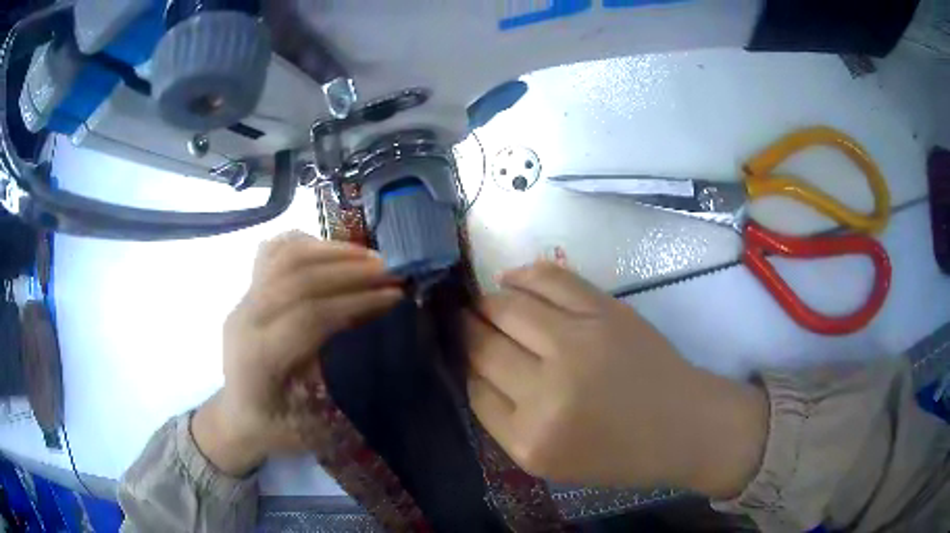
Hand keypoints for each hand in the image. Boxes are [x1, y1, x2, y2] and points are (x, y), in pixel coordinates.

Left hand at [192, 233, 402, 476]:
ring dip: (332, 251)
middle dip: (351, 271)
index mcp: (260, 357)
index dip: (355, 301)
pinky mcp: (247, 290)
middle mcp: (246, 319)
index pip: (309, 315)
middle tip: (391, 271)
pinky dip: (308, 245)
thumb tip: (376, 345)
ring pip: (285, 256)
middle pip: (298, 277)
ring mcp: (244, 299)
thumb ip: (338, 388)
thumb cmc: (273, 427)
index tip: (394, 296)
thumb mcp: (309, 428)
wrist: (236, 414)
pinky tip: (335, 253)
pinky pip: (274, 252)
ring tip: (371, 257)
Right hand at [466, 261, 766, 496]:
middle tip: (459, 320)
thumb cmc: (619, 453)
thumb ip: (505, 420)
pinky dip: (522, 275)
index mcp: (529, 441)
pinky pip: (548, 280)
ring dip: (486, 302)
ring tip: (482, 303)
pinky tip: (509, 278)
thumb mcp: (550, 461)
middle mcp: (546, 393)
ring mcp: (577, 345)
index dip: (464, 365)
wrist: (684, 426)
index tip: (460, 352)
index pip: (473, 389)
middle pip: (483, 346)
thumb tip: (474, 366)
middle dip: (465, 330)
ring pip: (506, 308)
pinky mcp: (604, 312)